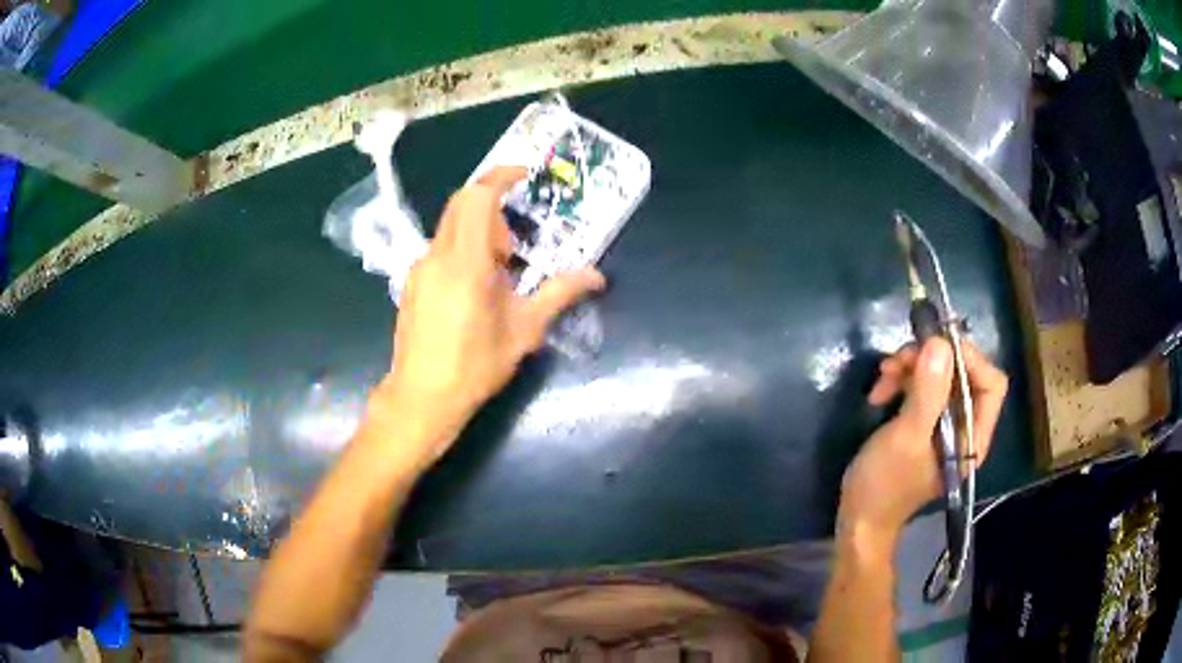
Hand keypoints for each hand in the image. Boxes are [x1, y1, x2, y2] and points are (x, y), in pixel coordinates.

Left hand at [371, 166, 604, 462]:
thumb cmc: (475, 366)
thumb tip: (597, 276)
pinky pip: (440, 249)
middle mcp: (436, 256)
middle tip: (515, 246)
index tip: (524, 175)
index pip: (476, 197)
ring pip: (450, 227)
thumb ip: (560, 294)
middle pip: (461, 204)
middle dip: (493, 209)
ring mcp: (418, 269)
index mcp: (465, 263)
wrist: (421, 398)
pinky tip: (474, 290)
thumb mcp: (524, 330)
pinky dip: (462, 251)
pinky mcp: (411, 283)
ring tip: (498, 274)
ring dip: (478, 233)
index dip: (500, 177)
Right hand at [838, 338, 1007, 544]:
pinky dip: (902, 381)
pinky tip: (880, 392)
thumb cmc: (885, 485)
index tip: (935, 345)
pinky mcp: (924, 422)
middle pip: (962, 374)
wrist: (858, 519)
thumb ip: (928, 393)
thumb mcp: (906, 438)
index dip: (968, 358)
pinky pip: (921, 386)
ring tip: (883, 375)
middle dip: (931, 360)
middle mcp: (964, 427)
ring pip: (939, 376)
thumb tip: (940, 343)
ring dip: (910, 368)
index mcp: (972, 438)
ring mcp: (944, 424)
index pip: (990, 383)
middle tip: (899, 358)